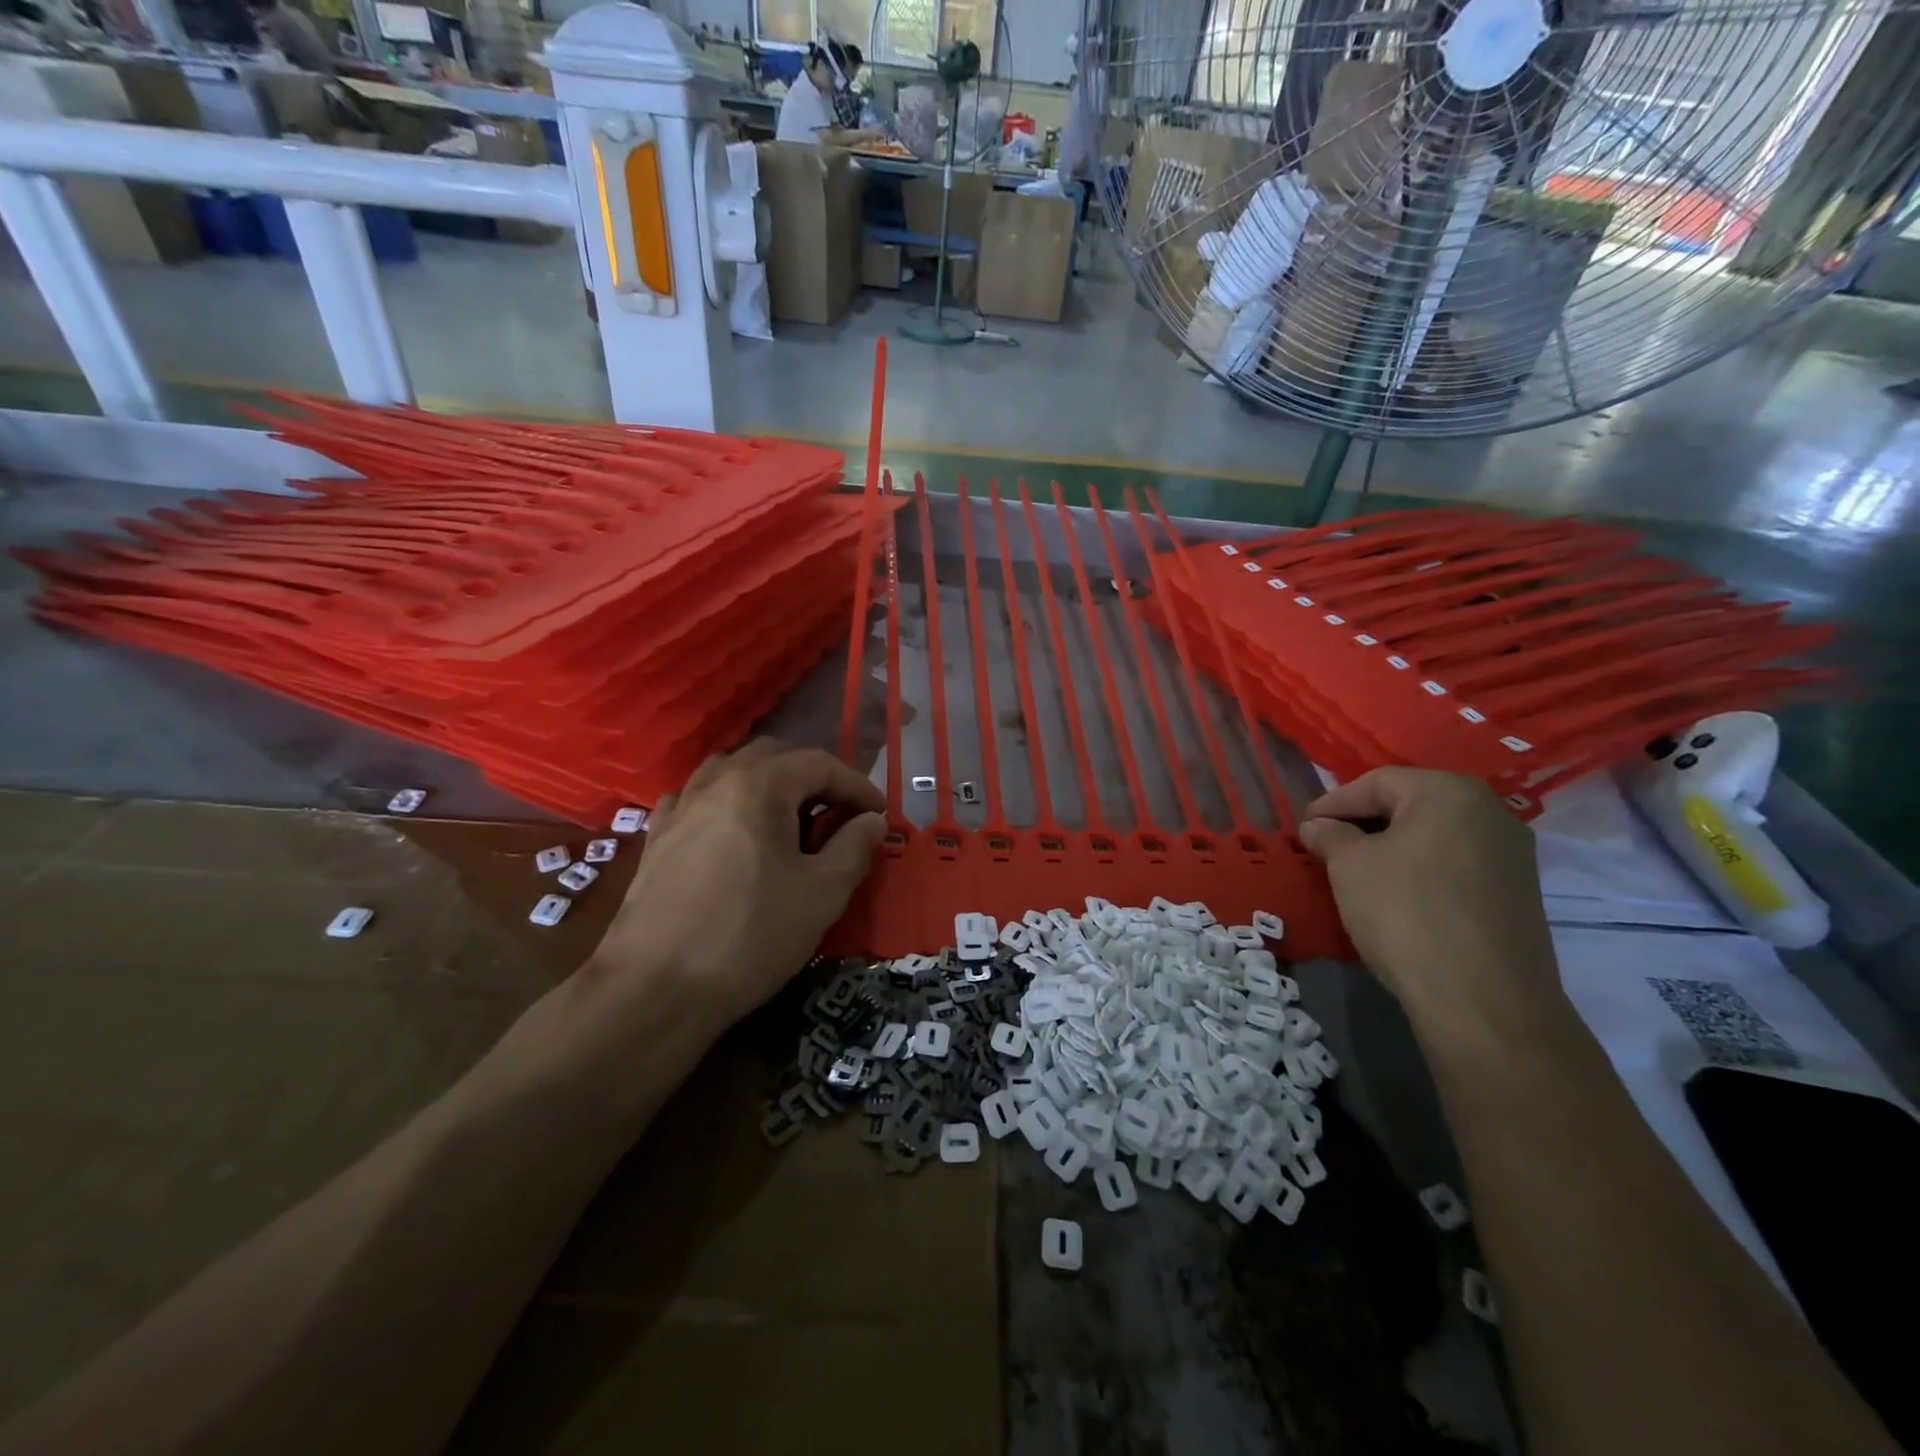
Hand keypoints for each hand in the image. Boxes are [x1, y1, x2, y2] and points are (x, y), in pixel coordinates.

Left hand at [597, 739, 886, 1028]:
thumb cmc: (750, 935)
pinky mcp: (656, 838)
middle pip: (774, 756)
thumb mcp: (822, 894)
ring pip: (732, 772)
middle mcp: (715, 781)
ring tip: (788, 820)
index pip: (820, 764)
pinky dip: (726, 803)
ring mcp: (679, 807)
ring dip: (768, 785)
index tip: (879, 815)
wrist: (655, 989)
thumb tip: (872, 821)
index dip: (857, 785)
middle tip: (837, 815)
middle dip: (813, 778)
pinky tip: (732, 832)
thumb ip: (854, 847)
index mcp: (759, 785)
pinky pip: (697, 799)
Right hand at [1299, 768, 1566, 1046]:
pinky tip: (1396, 895)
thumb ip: (1330, 835)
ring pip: (1435, 836)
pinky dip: (1420, 870)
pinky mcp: (1519, 893)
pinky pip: (1455, 865)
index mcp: (1449, 792)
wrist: (1483, 1000)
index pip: (1377, 782)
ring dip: (1392, 847)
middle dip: (1363, 822)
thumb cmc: (1404, 912)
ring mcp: (1512, 854)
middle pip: (1411, 804)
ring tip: (1356, 871)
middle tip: (1327, 845)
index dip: (1334, 802)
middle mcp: (1490, 812)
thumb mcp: (1349, 866)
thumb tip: (1319, 826)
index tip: (1304, 827)